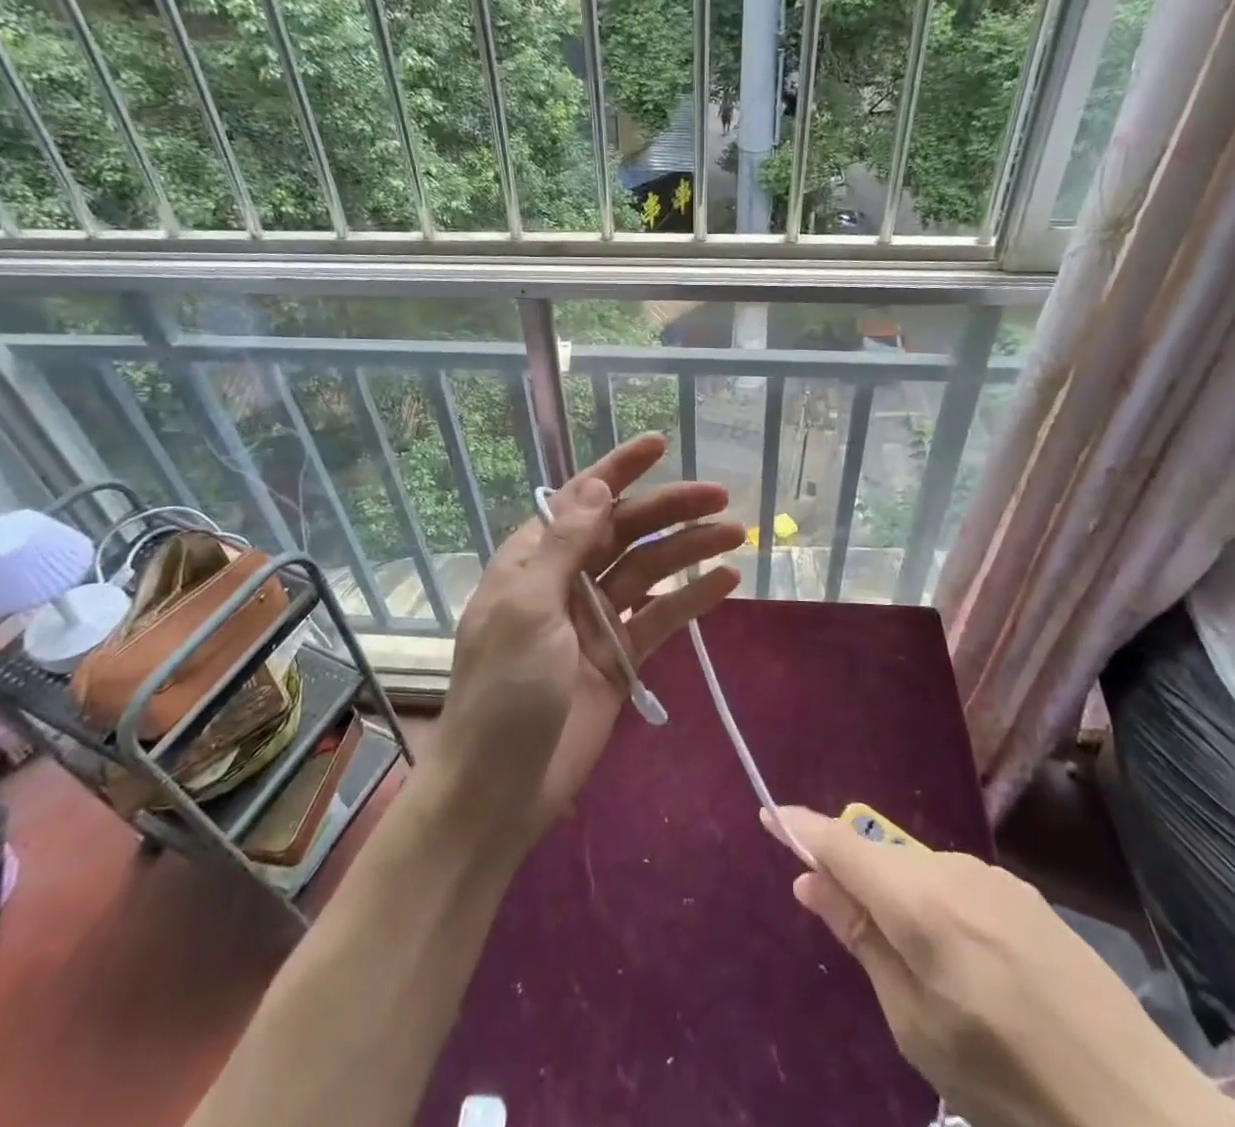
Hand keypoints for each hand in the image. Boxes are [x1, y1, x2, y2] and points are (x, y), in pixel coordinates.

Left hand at [432, 433, 742, 841]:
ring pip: (648, 570)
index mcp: (533, 560)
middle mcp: (565, 580)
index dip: (618, 470)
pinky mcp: (619, 657)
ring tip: (735, 532)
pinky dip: (691, 599)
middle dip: (668, 508)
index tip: (659, 443)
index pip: (580, 499)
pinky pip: (660, 618)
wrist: (499, 790)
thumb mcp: (528, 608)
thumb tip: (596, 487)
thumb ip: (565, 545)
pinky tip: (726, 581)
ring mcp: (595, 619)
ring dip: (688, 548)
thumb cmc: (503, 691)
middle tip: (720, 495)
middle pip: (624, 530)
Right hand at [770, 807, 1234, 1126]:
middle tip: (855, 938)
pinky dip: (939, 908)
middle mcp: (953, 869)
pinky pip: (958, 885)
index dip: (801, 827)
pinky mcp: (1024, 894)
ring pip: (920, 872)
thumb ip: (861, 939)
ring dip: (902, 900)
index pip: (841, 843)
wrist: (1140, 1107)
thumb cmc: (1010, 1081)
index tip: (768, 813)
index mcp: (921, 902)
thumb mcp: (916, 1026)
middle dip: (855, 879)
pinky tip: (974, 970)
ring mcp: (994, 877)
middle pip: (880, 856)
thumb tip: (809, 881)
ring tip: (930, 977)